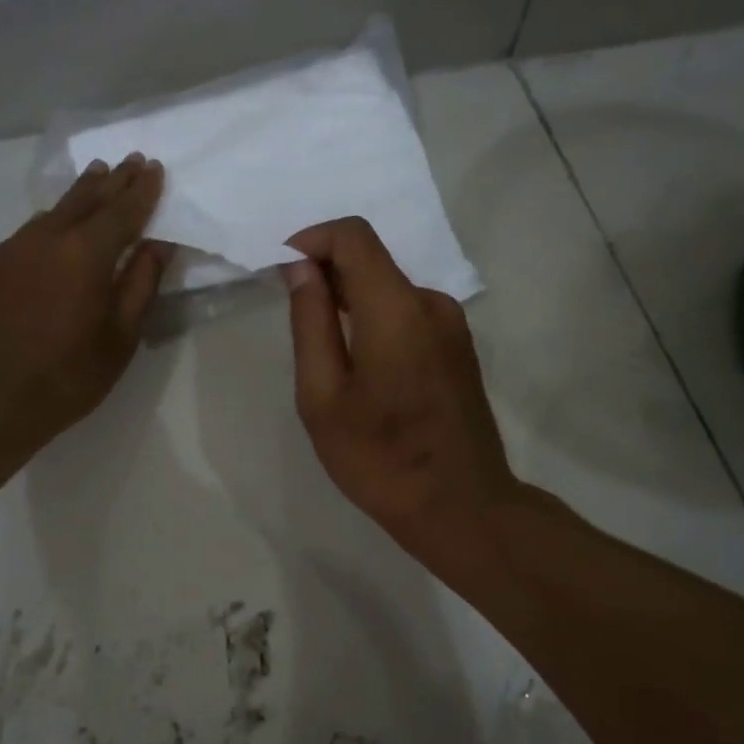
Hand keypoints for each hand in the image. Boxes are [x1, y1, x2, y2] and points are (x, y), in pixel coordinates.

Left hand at [0, 154, 171, 469]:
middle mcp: (46, 240)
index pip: (122, 211)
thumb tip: (158, 245)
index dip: (142, 190)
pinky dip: (51, 222)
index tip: (154, 168)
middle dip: (112, 180)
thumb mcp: (119, 339)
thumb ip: (141, 286)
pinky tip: (55, 229)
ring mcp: (10, 250)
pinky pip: (27, 233)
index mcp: (85, 256)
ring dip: (79, 195)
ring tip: (96, 180)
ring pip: (52, 212)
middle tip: (129, 161)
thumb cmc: (64, 378)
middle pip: (85, 199)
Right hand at [285, 217, 517, 561]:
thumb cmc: (380, 458)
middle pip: (373, 259)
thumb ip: (310, 322)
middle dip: (327, 272)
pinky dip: (377, 319)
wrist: (462, 507)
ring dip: (351, 300)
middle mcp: (432, 303)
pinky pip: (409, 313)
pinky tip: (362, 366)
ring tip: (325, 350)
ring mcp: (453, 326)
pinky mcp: (460, 348)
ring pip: (391, 288)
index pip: (353, 236)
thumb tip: (301, 267)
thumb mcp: (323, 396)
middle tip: (293, 314)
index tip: (282, 269)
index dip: (312, 239)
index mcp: (397, 308)